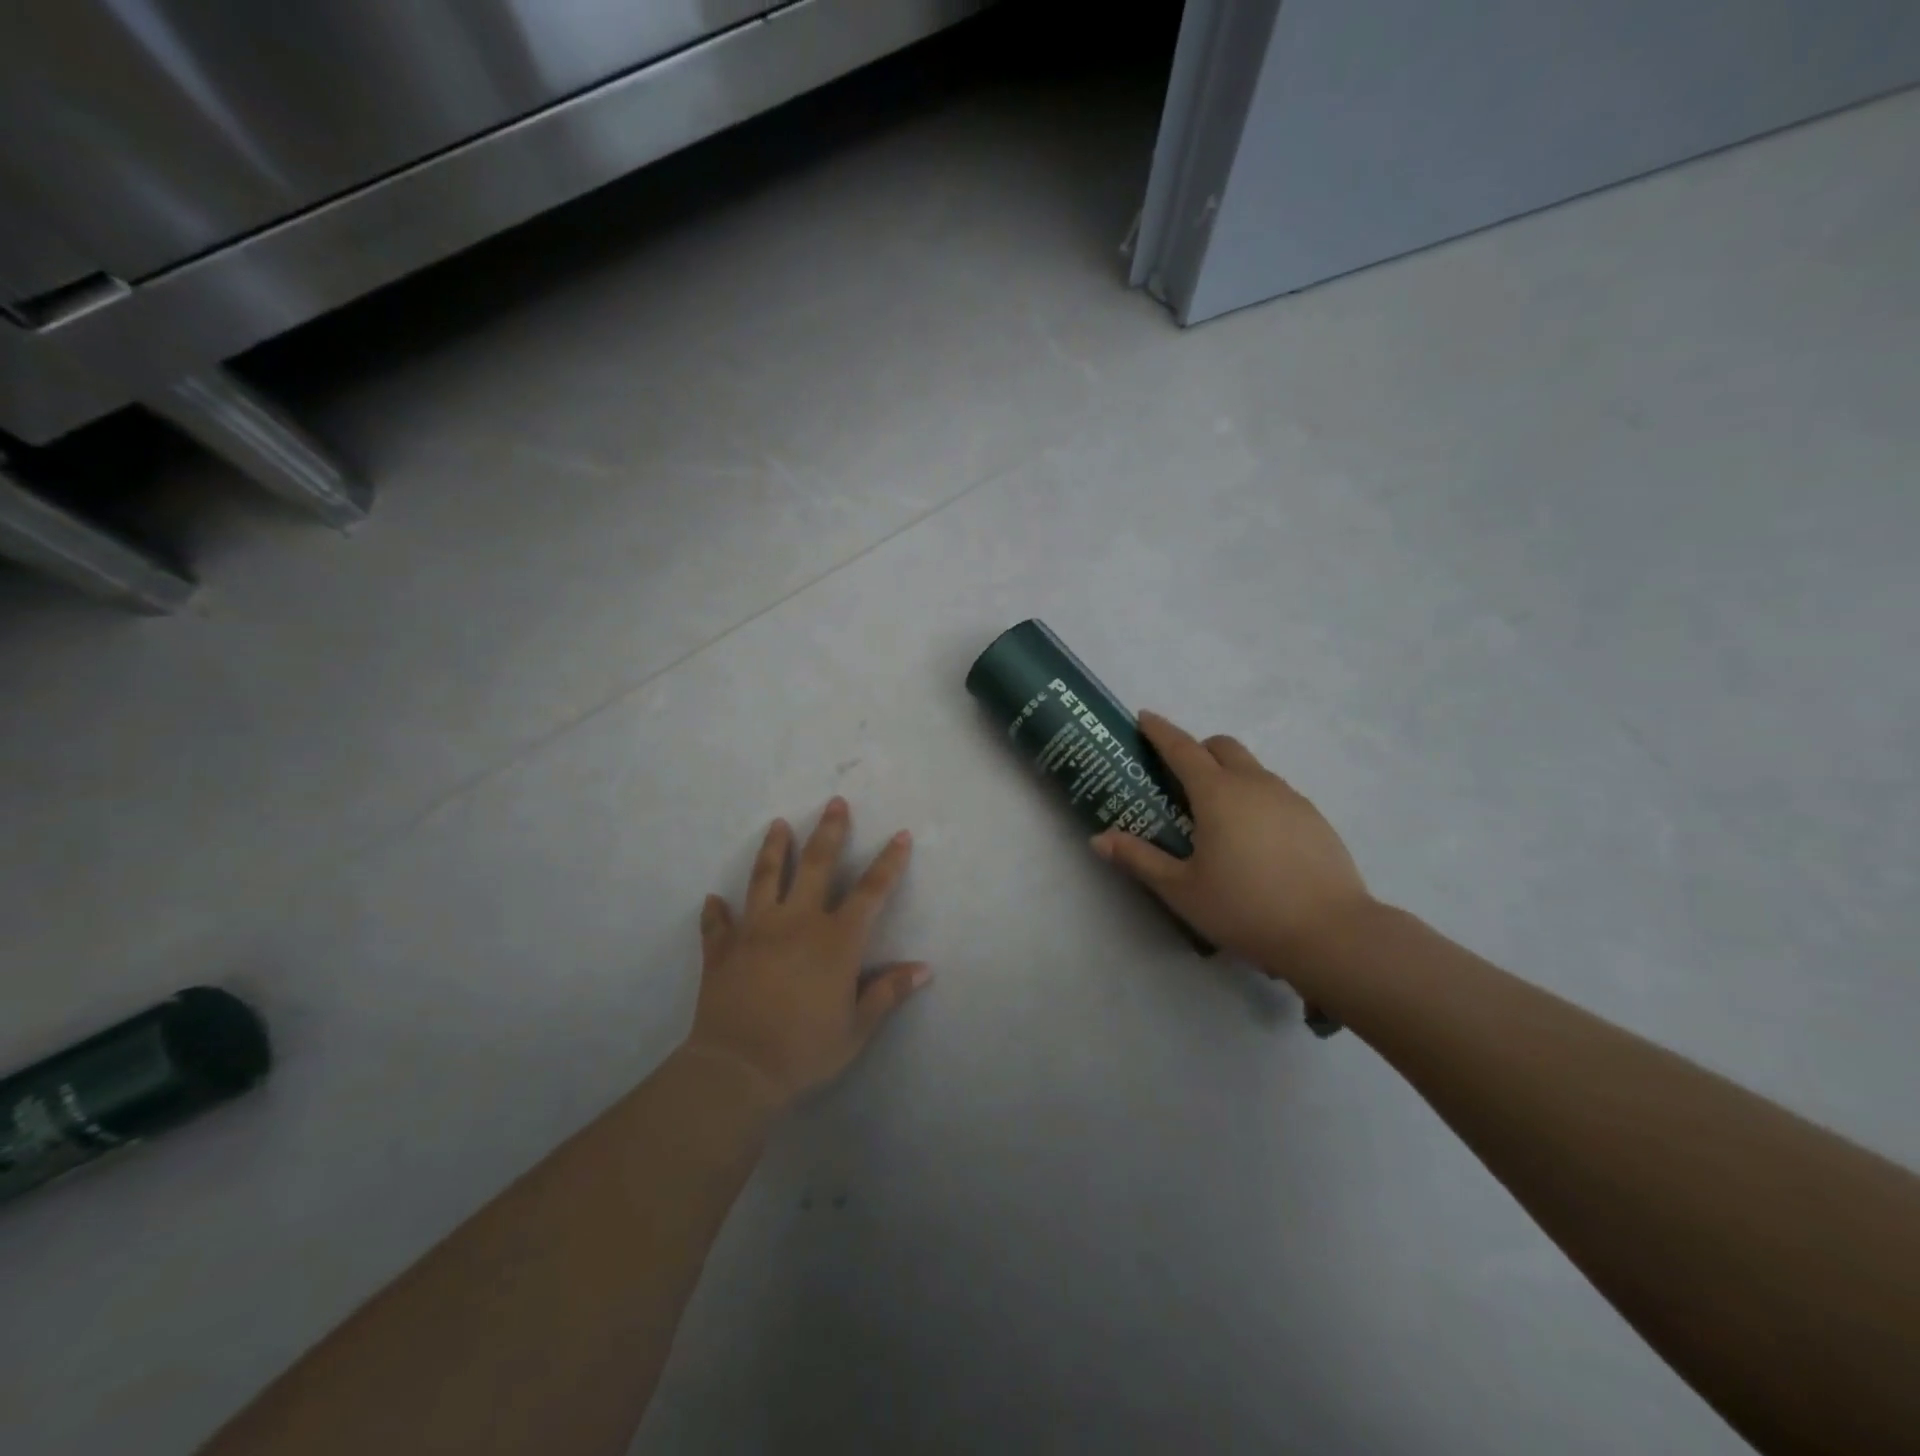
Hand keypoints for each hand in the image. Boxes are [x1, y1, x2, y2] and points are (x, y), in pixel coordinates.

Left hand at [684, 797, 928, 1108]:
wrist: (738, 1068)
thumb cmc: (805, 1049)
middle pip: (815, 865)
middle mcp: (797, 922)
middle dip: (829, 831)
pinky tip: (713, 899)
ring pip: (765, 878)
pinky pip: (718, 924)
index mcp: (836, 940)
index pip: (871, 891)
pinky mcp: (723, 949)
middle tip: (835, 802)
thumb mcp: (856, 1027)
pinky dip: (716, 912)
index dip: (888, 862)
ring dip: (774, 849)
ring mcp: (755, 930)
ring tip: (778, 824)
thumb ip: (887, 992)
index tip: (900, 834)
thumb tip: (923, 969)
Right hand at [1091, 712, 1373, 976]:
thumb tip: (1098, 839)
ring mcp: (1291, 799)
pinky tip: (1254, 840)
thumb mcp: (1181, 889)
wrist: (1331, 934)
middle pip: (1223, 747)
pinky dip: (1256, 798)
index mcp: (1218, 794)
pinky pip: (1276, 792)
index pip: (1182, 749)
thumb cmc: (1245, 908)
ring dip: (1229, 775)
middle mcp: (1255, 785)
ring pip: (1253, 769)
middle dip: (1198, 750)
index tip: (1144, 718)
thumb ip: (1139, 859)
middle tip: (1179, 779)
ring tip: (1217, 817)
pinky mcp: (1315, 819)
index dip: (1160, 731)